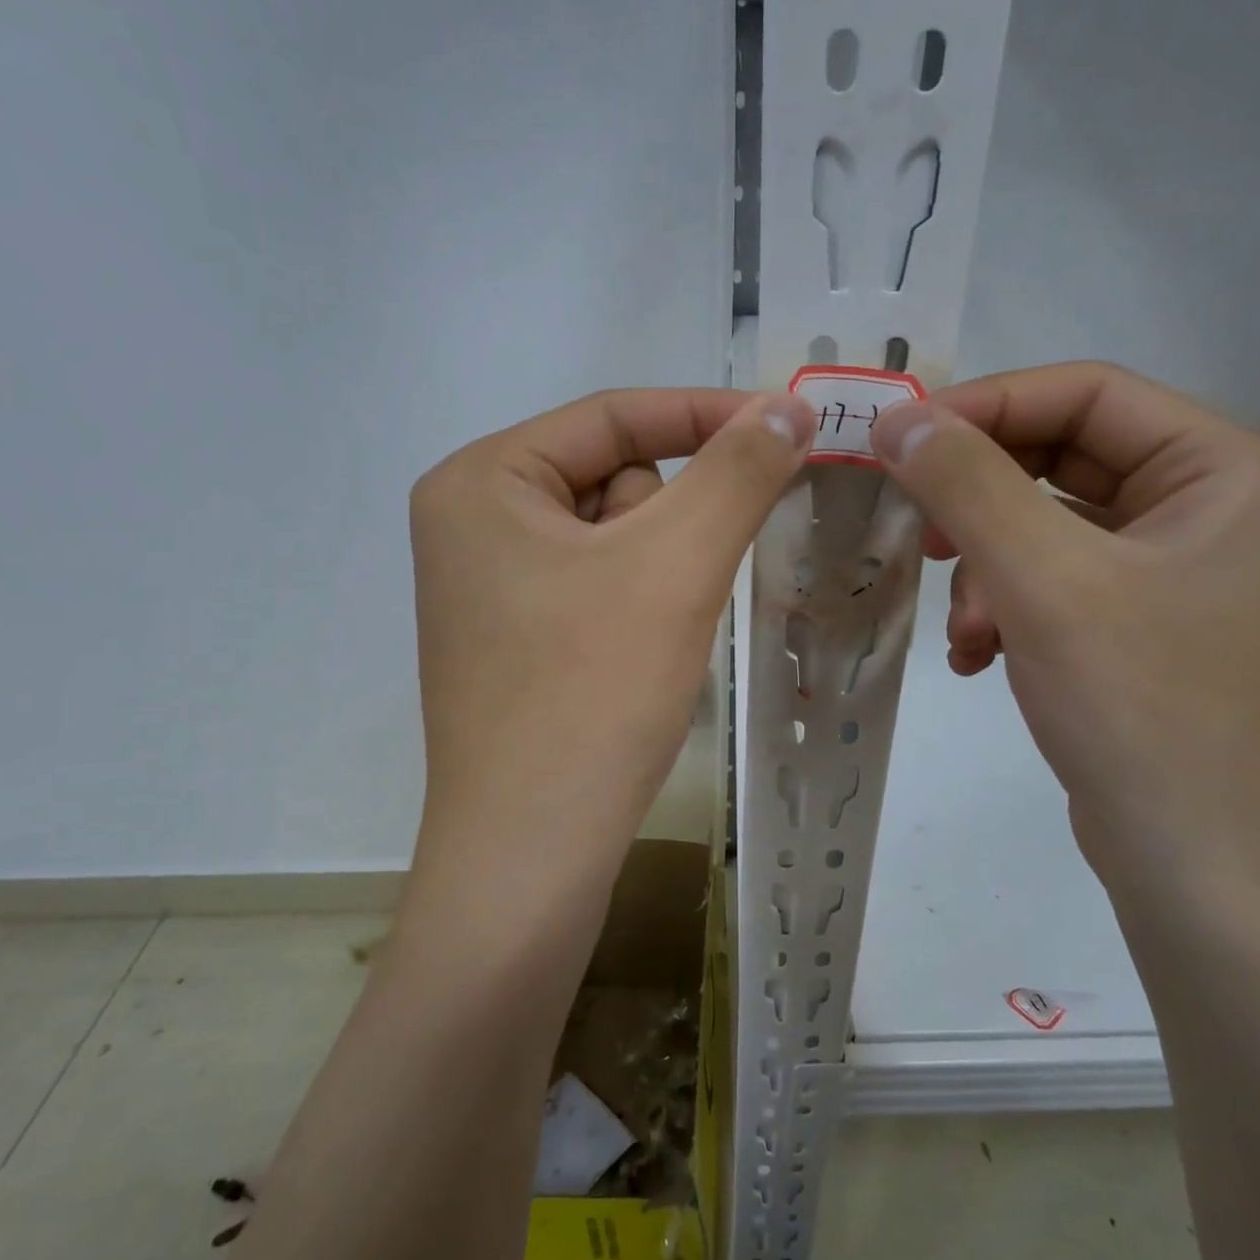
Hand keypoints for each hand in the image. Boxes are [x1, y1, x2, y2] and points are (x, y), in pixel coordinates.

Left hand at [410, 388, 813, 884]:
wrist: (533, 854)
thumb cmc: (592, 694)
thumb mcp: (675, 566)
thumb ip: (737, 472)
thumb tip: (789, 405)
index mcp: (481, 481)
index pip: (613, 416)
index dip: (706, 415)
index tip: (789, 427)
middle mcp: (470, 524)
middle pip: (612, 481)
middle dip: (671, 524)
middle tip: (686, 585)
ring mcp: (489, 588)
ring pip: (614, 540)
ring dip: (662, 572)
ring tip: (658, 636)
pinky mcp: (514, 641)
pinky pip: (599, 588)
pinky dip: (641, 608)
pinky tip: (639, 659)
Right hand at [868, 362, 1259, 900]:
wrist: (1204, 873)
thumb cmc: (1143, 711)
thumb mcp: (1044, 582)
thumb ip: (966, 485)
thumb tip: (895, 416)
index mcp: (1223, 470)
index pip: (1086, 393)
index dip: (985, 406)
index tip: (897, 441)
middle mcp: (1208, 509)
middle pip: (1061, 461)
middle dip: (979, 503)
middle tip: (918, 534)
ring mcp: (1174, 574)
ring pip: (1045, 529)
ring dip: (985, 570)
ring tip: (965, 629)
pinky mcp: (1139, 629)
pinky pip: (1052, 585)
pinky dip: (1003, 609)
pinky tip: (977, 658)